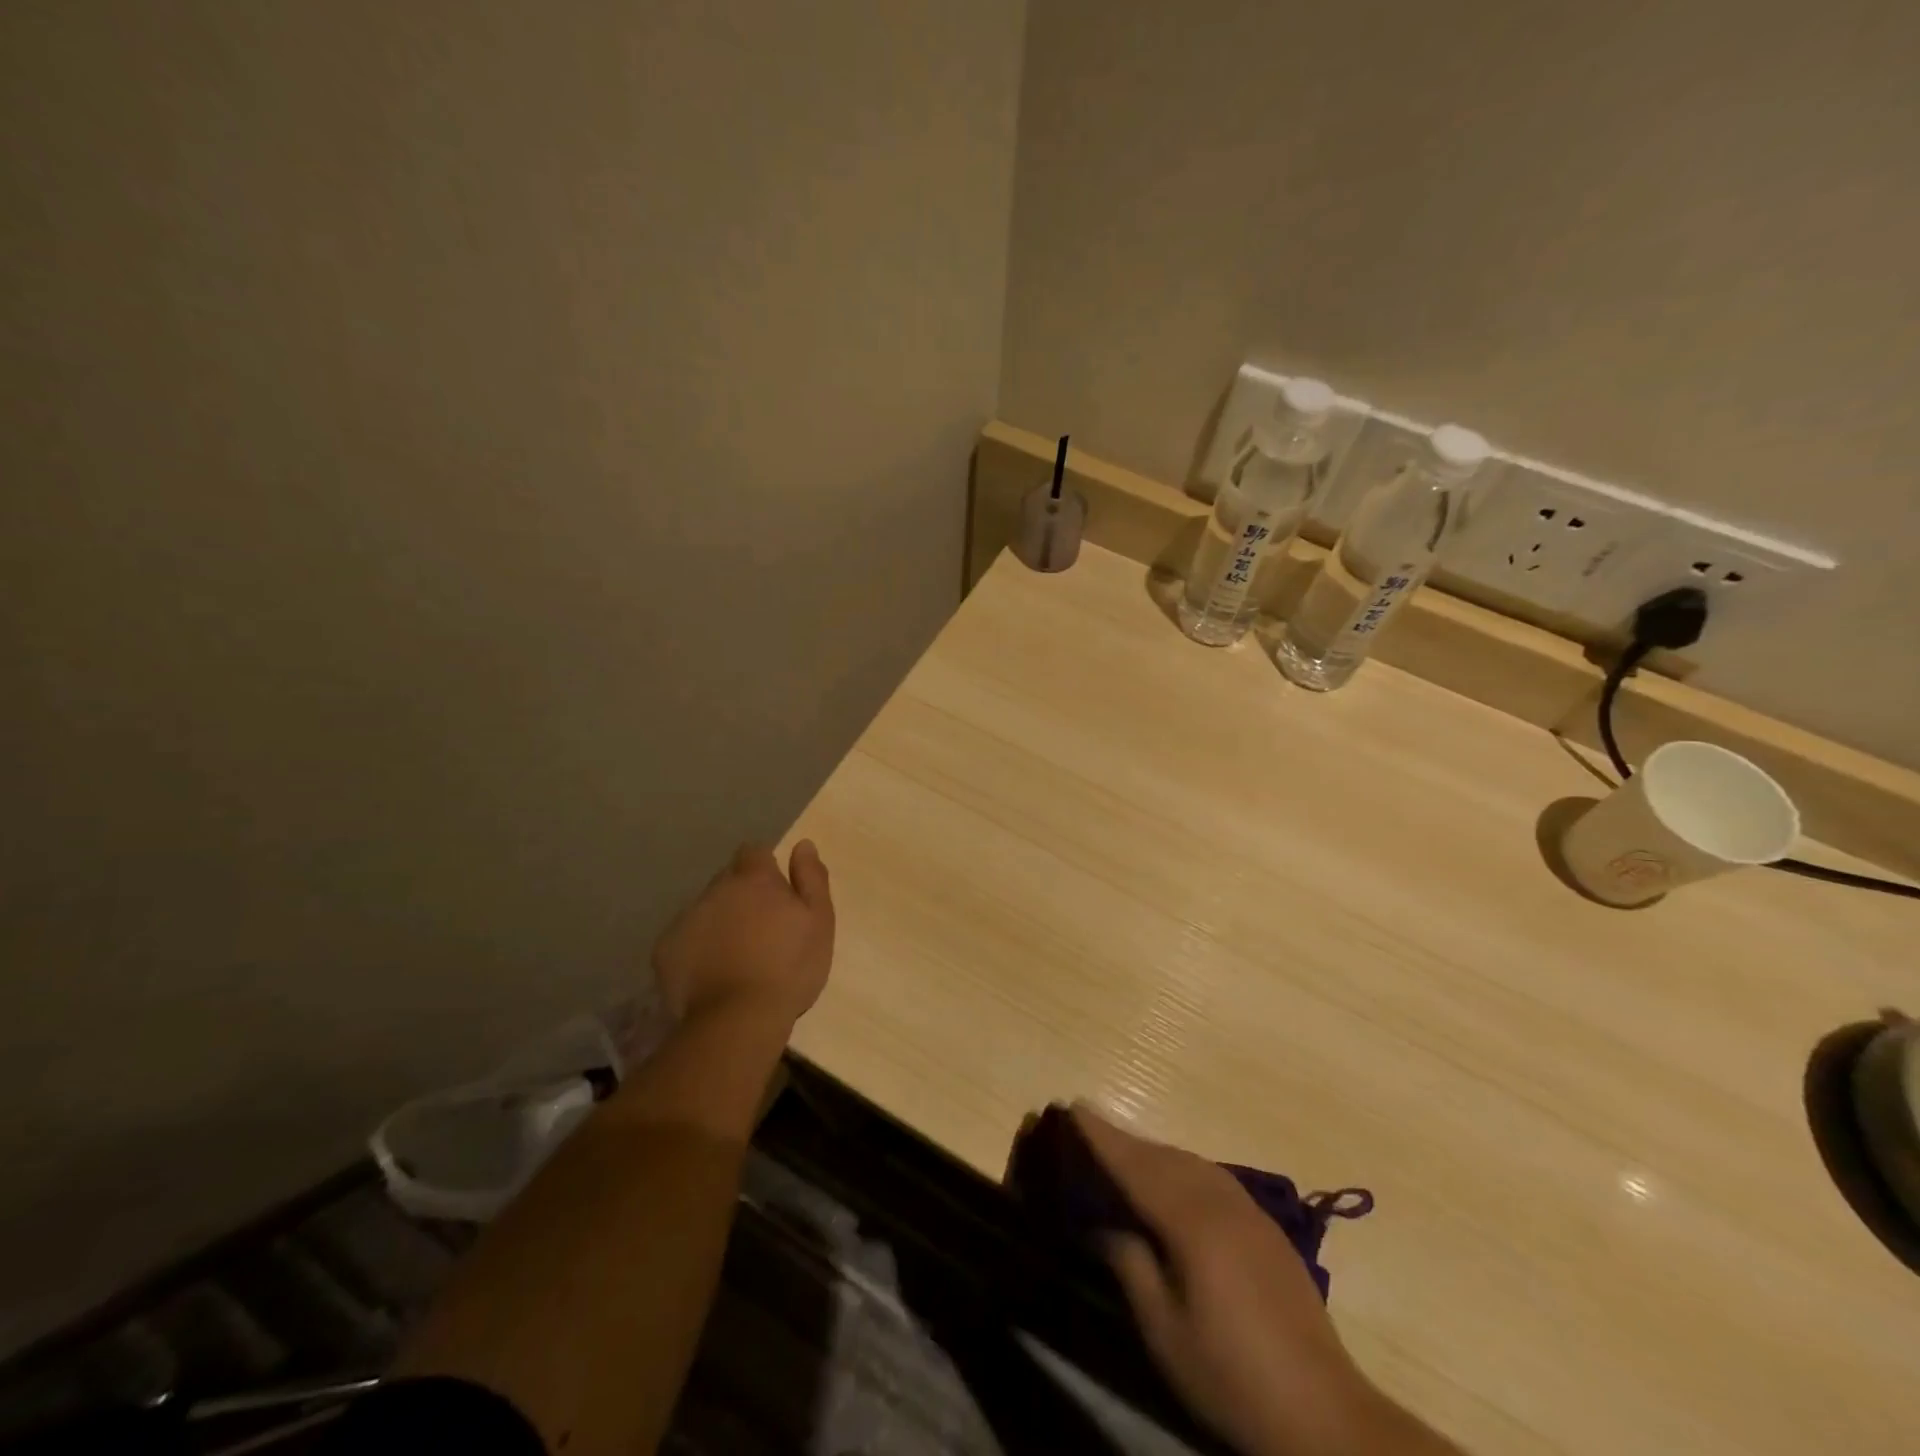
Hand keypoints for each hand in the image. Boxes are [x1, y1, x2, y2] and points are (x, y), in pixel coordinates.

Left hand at [653, 841, 834, 1030]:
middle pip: (728, 880)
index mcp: (754, 879)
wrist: (738, 1019)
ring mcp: (686, 919)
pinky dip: (697, 948)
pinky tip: (712, 974)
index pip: (754, 852)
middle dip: (741, 895)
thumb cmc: (789, 967)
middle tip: (760, 929)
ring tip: (736, 956)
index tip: (776, 892)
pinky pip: (684, 938)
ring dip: (719, 921)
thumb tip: (803, 845)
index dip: (764, 868)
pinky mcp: (665, 950)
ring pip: (705, 909)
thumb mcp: (819, 921)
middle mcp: (716, 890)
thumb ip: (812, 878)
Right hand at [1073, 1106, 1429, 1455]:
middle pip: (1163, 1156)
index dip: (1102, 1136)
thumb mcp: (1165, 1330)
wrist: (1323, 1414)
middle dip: (1124, 1139)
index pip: (1136, 1165)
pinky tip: (1174, 1182)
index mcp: (1191, 1220)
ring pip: (1190, 1162)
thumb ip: (1130, 1265)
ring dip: (1153, 1152)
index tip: (1073, 1107)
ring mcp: (1249, 1211)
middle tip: (1088, 1125)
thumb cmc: (1230, 1374)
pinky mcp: (1266, 1228)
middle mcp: (1220, 1201)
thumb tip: (1102, 1224)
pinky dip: (1182, 1168)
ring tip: (1124, 1151)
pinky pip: (1211, 1178)